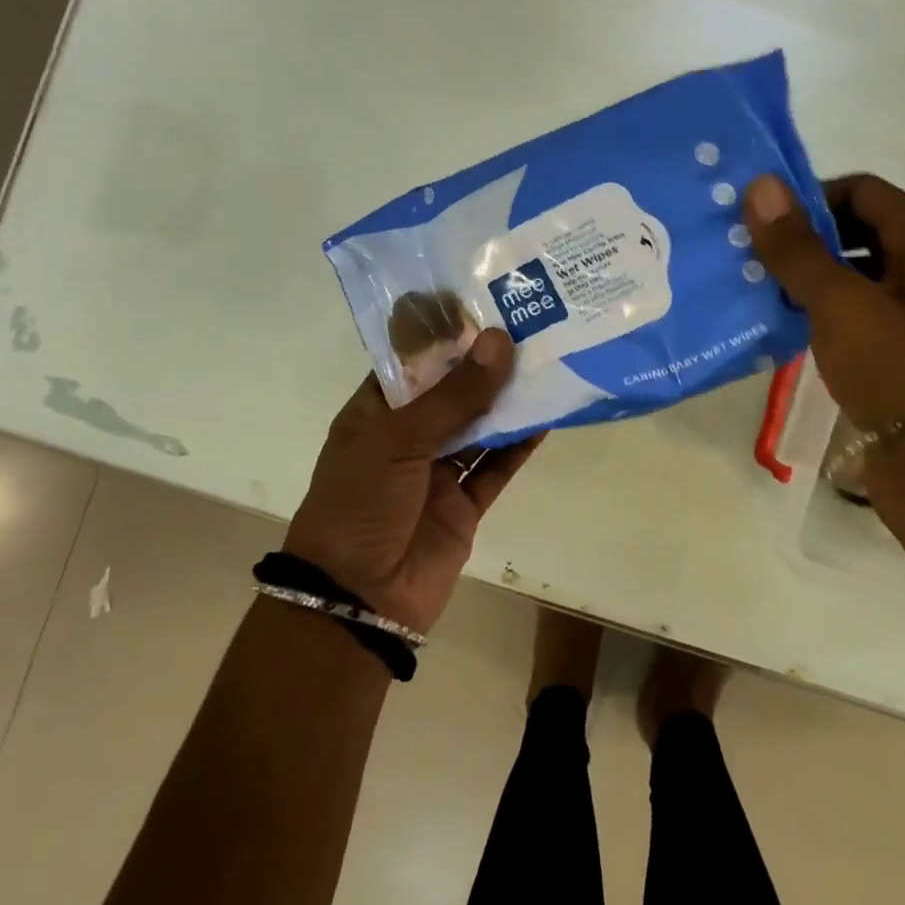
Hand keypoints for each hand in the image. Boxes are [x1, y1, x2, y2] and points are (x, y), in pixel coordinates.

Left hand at [282, 329, 541, 634]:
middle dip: (484, 365)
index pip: (411, 363)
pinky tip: (546, 418)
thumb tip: (500, 341)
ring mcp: (436, 472)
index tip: (484, 304)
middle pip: (451, 393)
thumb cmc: (360, 504)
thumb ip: (455, 395)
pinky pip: (496, 467)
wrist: (358, 600)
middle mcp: (406, 438)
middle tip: (527, 327)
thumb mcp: (399, 439)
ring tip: (545, 363)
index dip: (445, 336)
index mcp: (375, 414)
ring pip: (479, 428)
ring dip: (508, 402)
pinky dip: (520, 446)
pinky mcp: (464, 504)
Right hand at [745, 173, 904, 531]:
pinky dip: (819, 313)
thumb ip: (797, 247)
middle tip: (748, 256)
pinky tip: (779, 326)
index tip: (758, 223)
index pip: (860, 189)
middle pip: (856, 229)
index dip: (808, 199)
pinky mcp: (902, 353)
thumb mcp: (841, 304)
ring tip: (754, 290)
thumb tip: (760, 184)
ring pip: (852, 275)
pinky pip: (854, 315)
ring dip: (806, 279)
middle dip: (802, 240)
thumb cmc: (900, 373)